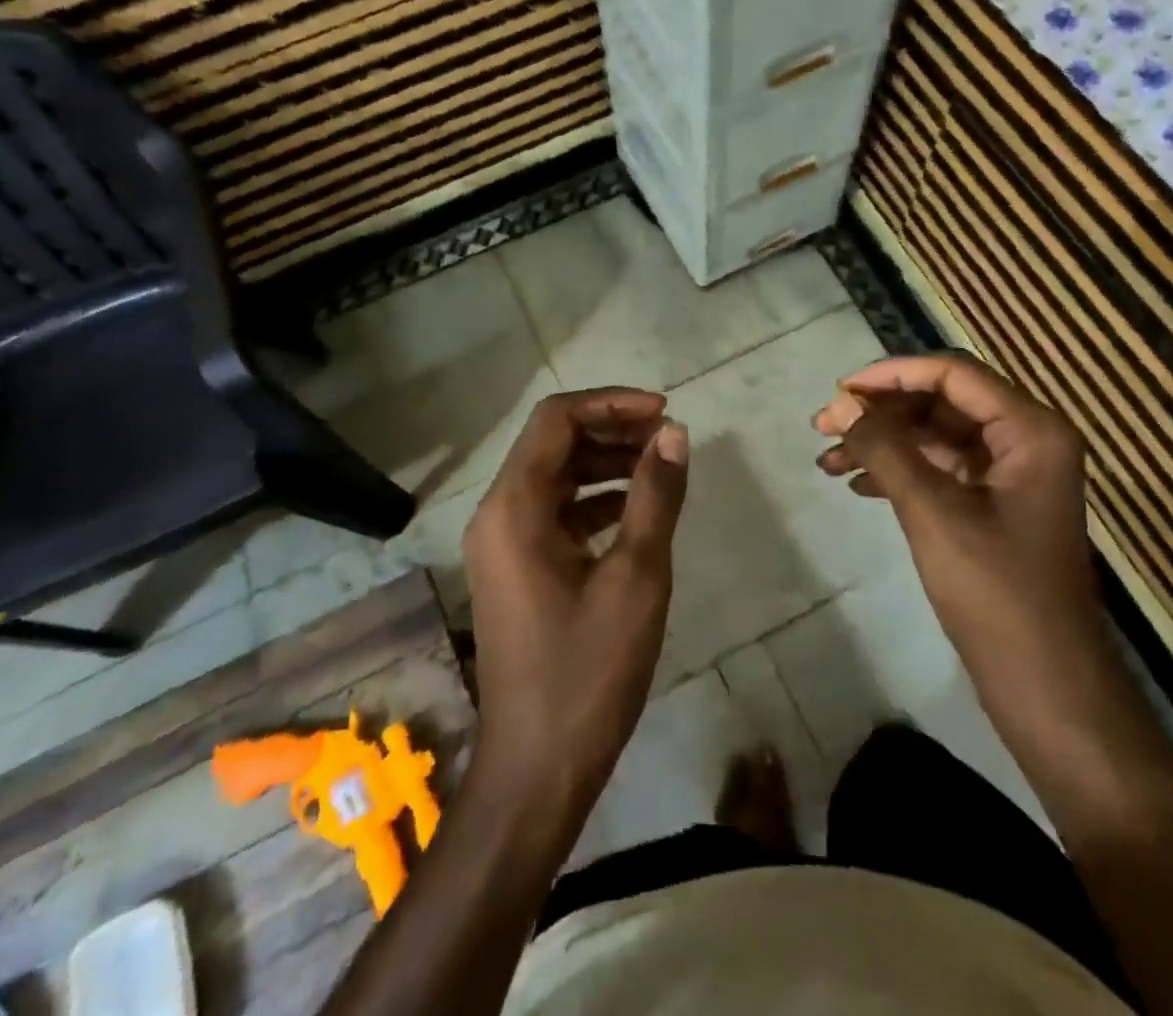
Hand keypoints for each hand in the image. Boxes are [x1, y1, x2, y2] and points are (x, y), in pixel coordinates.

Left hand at [462, 388, 688, 830]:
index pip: (556, 419)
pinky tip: (638, 510)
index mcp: (514, 507)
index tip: (664, 412)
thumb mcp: (636, 577)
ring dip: (606, 462)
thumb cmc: (587, 672)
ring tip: (661, 466)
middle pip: (554, 443)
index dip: (611, 402)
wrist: (537, 771)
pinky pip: (556, 512)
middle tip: (668, 436)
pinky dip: (596, 500)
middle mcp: (498, 514)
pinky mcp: (517, 569)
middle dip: (612, 429)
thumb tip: (674, 432)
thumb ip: (655, 496)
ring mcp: (503, 544)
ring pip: (556, 476)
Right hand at [813, 354, 1102, 676]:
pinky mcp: (995, 506)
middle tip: (824, 428)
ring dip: (883, 444)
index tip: (839, 391)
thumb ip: (884, 449)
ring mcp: (1011, 475)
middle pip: (941, 402)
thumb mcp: (933, 512)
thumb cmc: (997, 595)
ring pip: (936, 436)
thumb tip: (839, 404)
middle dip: (881, 413)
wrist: (1048, 690)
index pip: (953, 373)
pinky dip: (900, 472)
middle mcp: (1026, 441)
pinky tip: (858, 487)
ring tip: (829, 462)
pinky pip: (940, 469)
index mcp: (1030, 430)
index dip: (891, 374)